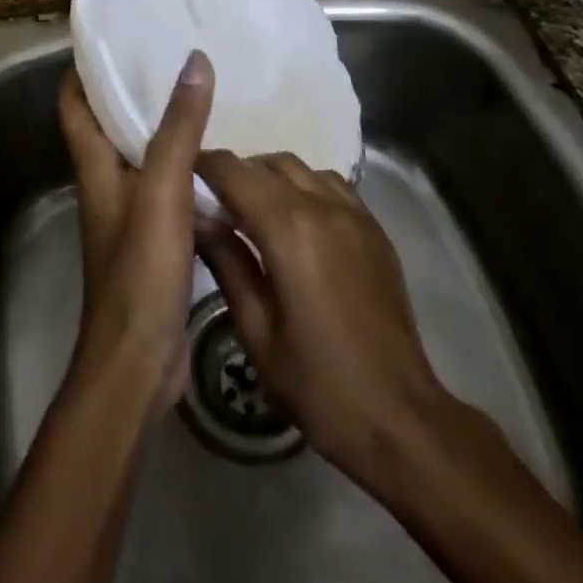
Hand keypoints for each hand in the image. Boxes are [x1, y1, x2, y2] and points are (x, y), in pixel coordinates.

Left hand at [58, 52, 214, 411]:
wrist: (139, 362)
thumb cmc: (140, 269)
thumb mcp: (162, 189)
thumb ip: (179, 126)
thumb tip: (195, 59)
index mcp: (94, 166)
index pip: (74, 104)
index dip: (84, 69)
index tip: (113, 38)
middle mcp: (106, 183)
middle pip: (109, 124)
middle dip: (133, 90)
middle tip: (172, 57)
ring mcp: (130, 213)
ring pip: (143, 156)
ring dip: (165, 128)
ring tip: (203, 97)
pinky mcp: (154, 239)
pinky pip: (170, 188)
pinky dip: (188, 169)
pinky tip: (221, 162)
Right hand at [194, 151, 493, 490]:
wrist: (400, 418)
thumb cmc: (318, 384)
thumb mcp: (256, 331)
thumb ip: (225, 262)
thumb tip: (197, 218)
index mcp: (288, 228)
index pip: (234, 172)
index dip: (204, 165)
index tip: (182, 175)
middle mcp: (322, 205)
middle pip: (268, 163)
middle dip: (236, 173)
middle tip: (215, 203)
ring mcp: (354, 213)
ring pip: (301, 168)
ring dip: (271, 178)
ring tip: (254, 212)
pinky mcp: (374, 228)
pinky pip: (331, 185)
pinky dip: (305, 187)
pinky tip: (297, 222)